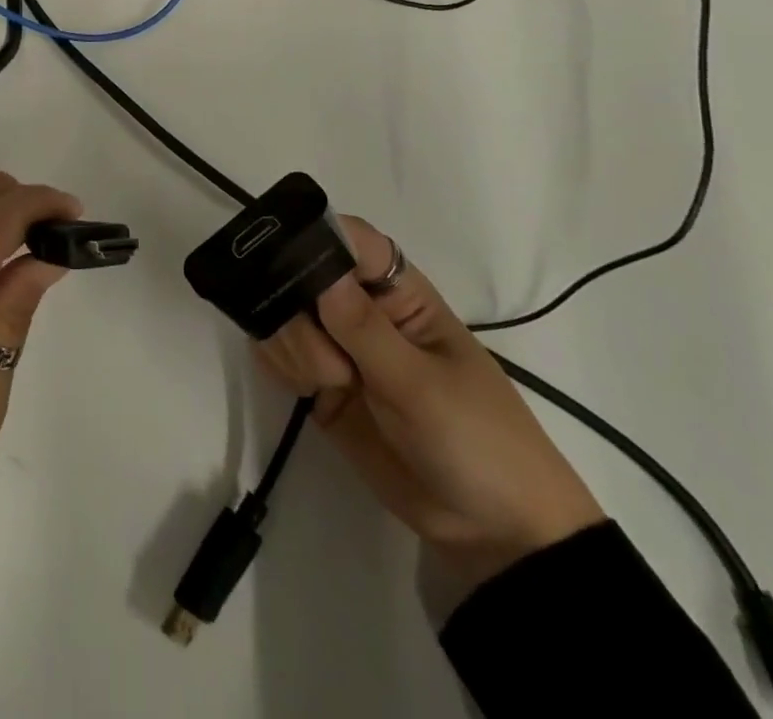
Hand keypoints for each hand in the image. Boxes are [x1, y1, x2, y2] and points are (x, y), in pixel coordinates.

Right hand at [258, 215, 603, 594]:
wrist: (493, 534)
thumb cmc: (477, 441)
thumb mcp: (422, 386)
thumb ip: (364, 329)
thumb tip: (316, 270)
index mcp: (398, 293)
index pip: (350, 240)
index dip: (315, 239)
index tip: (288, 265)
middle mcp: (361, 310)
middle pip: (302, 275)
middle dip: (296, 310)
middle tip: (325, 361)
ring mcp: (338, 347)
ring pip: (283, 315)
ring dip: (290, 344)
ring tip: (323, 384)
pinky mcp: (320, 384)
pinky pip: (279, 354)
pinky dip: (279, 365)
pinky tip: (305, 391)